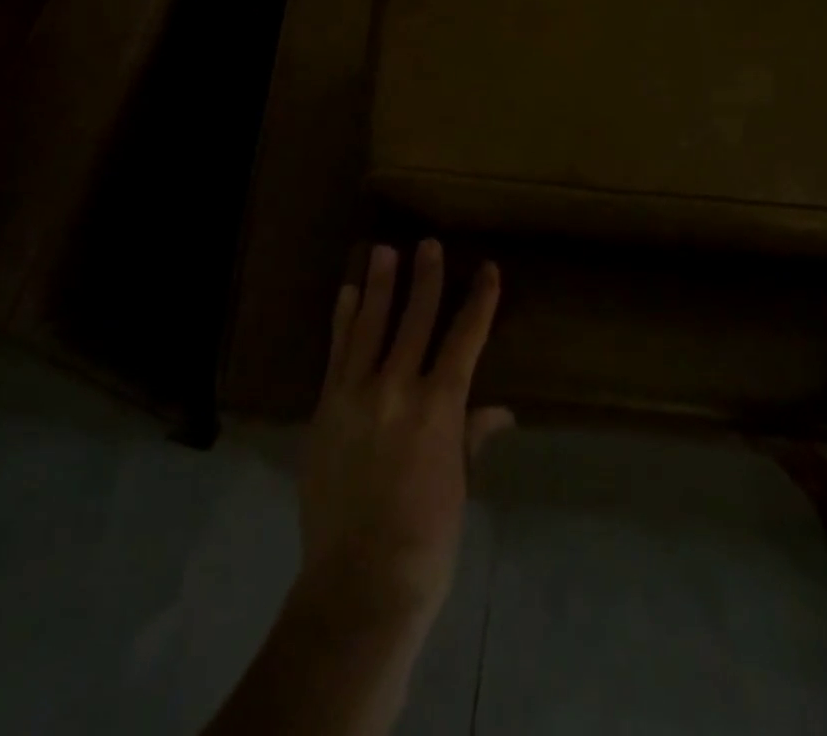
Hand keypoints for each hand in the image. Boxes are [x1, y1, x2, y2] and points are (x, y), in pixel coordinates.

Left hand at [297, 241, 512, 633]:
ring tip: (382, 250)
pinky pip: (337, 351)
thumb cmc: (425, 540)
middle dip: (426, 279)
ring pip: (370, 325)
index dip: (479, 302)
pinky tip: (346, 293)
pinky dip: (343, 319)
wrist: (359, 582)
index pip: (465, 340)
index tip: (488, 269)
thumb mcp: (458, 486)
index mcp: (439, 409)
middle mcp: (398, 388)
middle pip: (415, 320)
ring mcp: (356, 393)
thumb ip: (471, 437)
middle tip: (428, 244)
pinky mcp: (326, 405)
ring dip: (378, 285)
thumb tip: (500, 411)